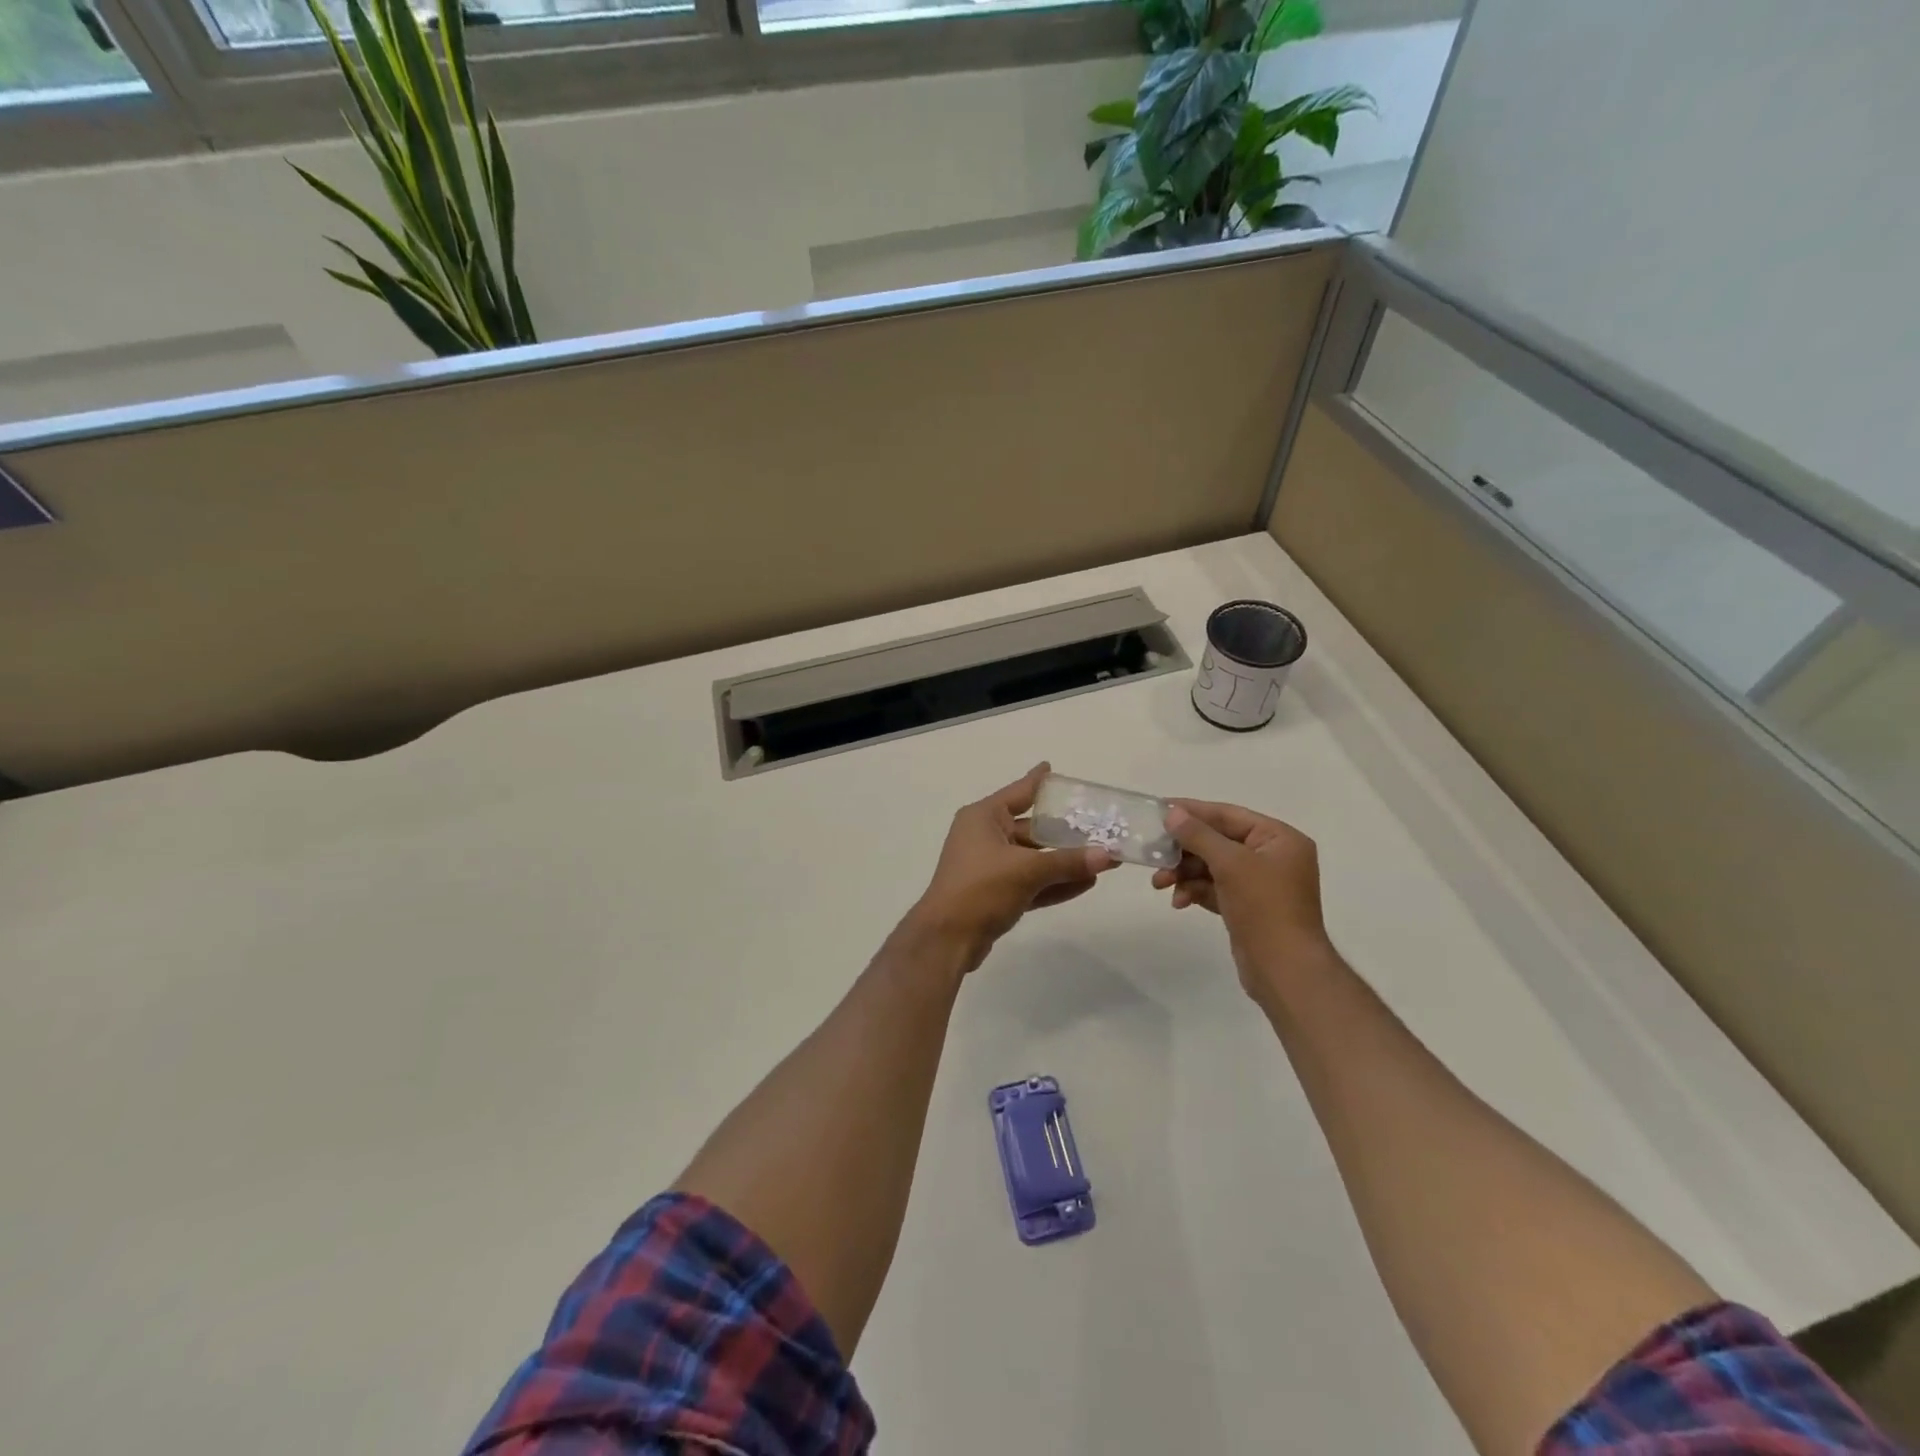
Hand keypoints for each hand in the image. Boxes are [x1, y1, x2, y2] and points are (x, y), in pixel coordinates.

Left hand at [906, 763, 1114, 971]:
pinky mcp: (995, 894)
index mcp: (983, 817)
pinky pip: (1030, 882)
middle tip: (1100, 827)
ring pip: (1033, 858)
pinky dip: (1054, 882)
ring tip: (1103, 859)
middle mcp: (984, 836)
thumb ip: (1068, 862)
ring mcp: (989, 867)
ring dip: (1065, 861)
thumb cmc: (981, 889)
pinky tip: (1086, 883)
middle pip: (1032, 828)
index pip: (1018, 792)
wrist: (947, 939)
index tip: (1052, 768)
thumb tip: (1108, 855)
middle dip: (1065, 832)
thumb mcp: (1027, 870)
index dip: (1038, 781)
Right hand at [1151, 799, 1331, 1000]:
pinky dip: (1195, 891)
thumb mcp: (1230, 864)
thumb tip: (1172, 813)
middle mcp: (1272, 857)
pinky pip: (1215, 888)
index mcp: (1279, 839)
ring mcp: (1260, 884)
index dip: (1193, 811)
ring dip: (1184, 873)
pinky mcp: (1247, 907)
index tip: (1159, 808)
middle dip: (1184, 849)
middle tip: (1153, 851)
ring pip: (1212, 866)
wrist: (1285, 970)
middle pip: (1218, 841)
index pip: (1229, 815)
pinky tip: (1179, 902)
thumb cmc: (1264, 907)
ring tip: (1159, 883)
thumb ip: (1199, 835)